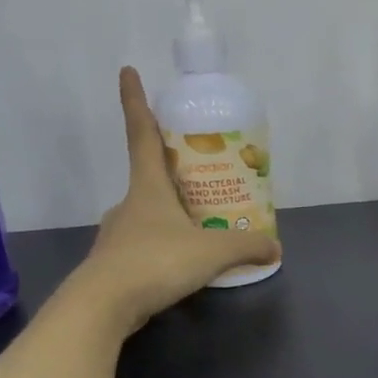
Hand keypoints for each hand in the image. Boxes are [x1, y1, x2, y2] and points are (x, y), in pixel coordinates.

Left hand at [68, 67, 279, 330]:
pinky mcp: (117, 263)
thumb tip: (275, 247)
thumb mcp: (213, 254)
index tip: (128, 71)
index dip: (135, 102)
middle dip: (173, 167)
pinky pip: (148, 243)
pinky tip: (186, 260)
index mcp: (148, 188)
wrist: (102, 307)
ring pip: (150, 213)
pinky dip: (167, 244)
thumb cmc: (156, 262)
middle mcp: (130, 204)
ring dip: (173, 211)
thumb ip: (247, 247)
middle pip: (150, 175)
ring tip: (204, 221)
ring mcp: (120, 234)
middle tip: (202, 167)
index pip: (142, 135)